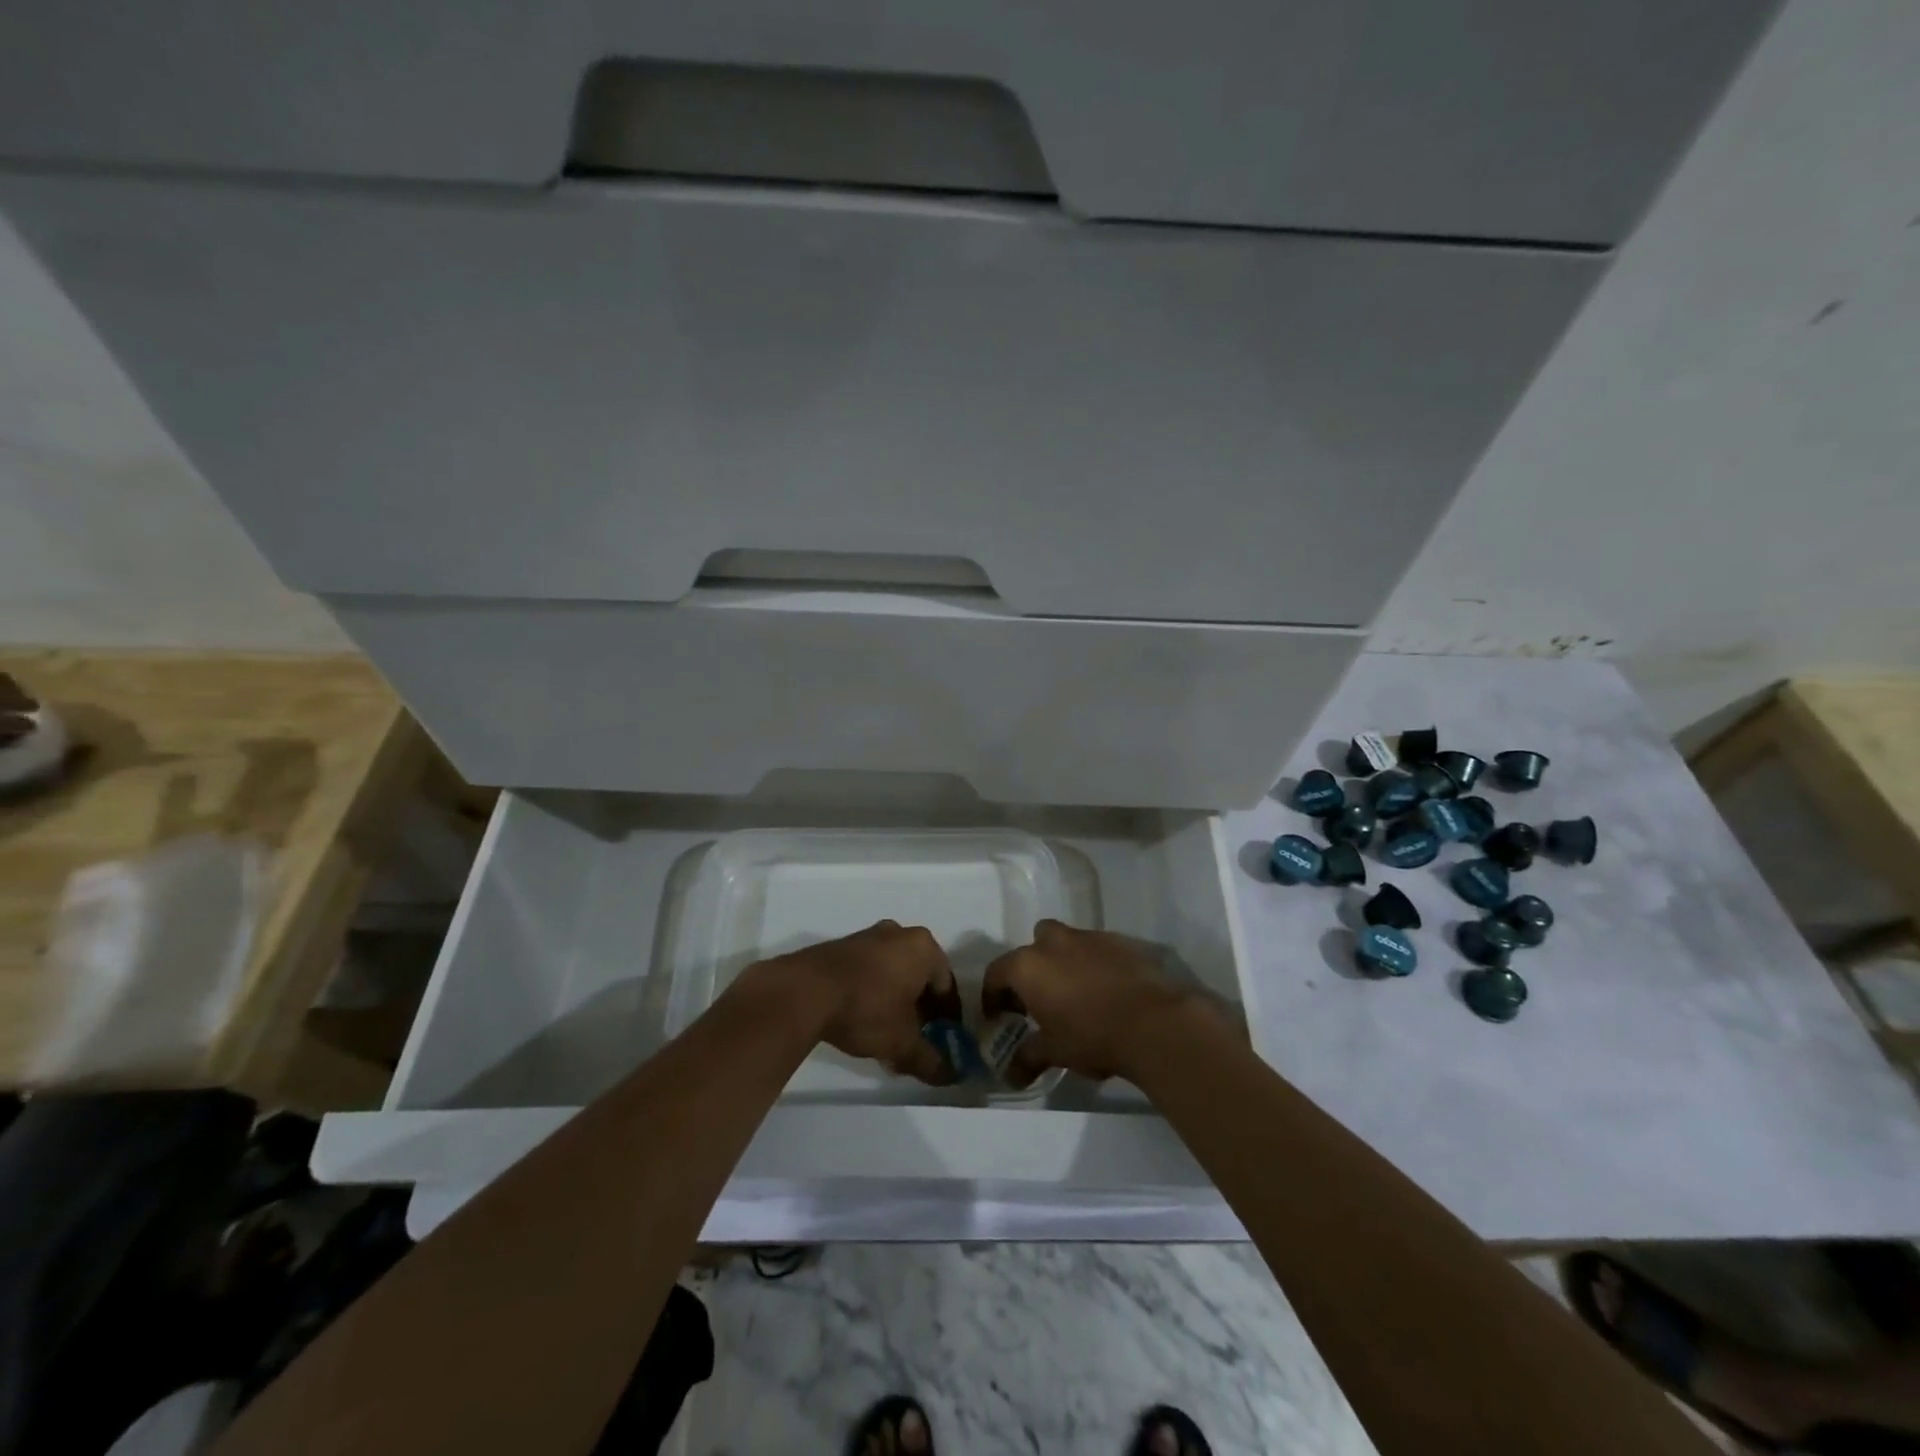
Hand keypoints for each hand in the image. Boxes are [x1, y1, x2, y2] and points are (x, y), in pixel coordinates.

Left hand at [754, 920, 958, 1084]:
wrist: (805, 991)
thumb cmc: (866, 1009)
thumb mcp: (902, 1042)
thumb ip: (930, 1060)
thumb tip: (950, 1076)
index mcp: (924, 948)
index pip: (947, 986)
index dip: (949, 1017)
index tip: (944, 1040)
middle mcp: (900, 934)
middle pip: (921, 976)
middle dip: (921, 1009)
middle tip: (918, 1038)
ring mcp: (869, 936)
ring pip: (895, 972)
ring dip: (897, 1000)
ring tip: (889, 1033)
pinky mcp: (843, 945)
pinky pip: (871, 969)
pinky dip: (875, 991)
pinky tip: (864, 1018)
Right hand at [981, 919, 1208, 1086]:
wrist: (1154, 1022)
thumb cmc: (1092, 1035)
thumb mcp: (1054, 1052)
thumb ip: (1028, 1058)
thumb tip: (1010, 1076)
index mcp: (1028, 966)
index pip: (996, 973)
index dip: (993, 996)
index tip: (998, 1017)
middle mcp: (1054, 942)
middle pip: (1033, 946)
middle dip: (1033, 968)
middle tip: (1039, 999)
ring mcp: (1089, 937)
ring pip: (1067, 943)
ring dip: (1065, 964)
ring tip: (1076, 996)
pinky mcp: (1121, 941)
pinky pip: (1098, 950)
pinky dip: (1095, 965)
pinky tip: (1107, 992)